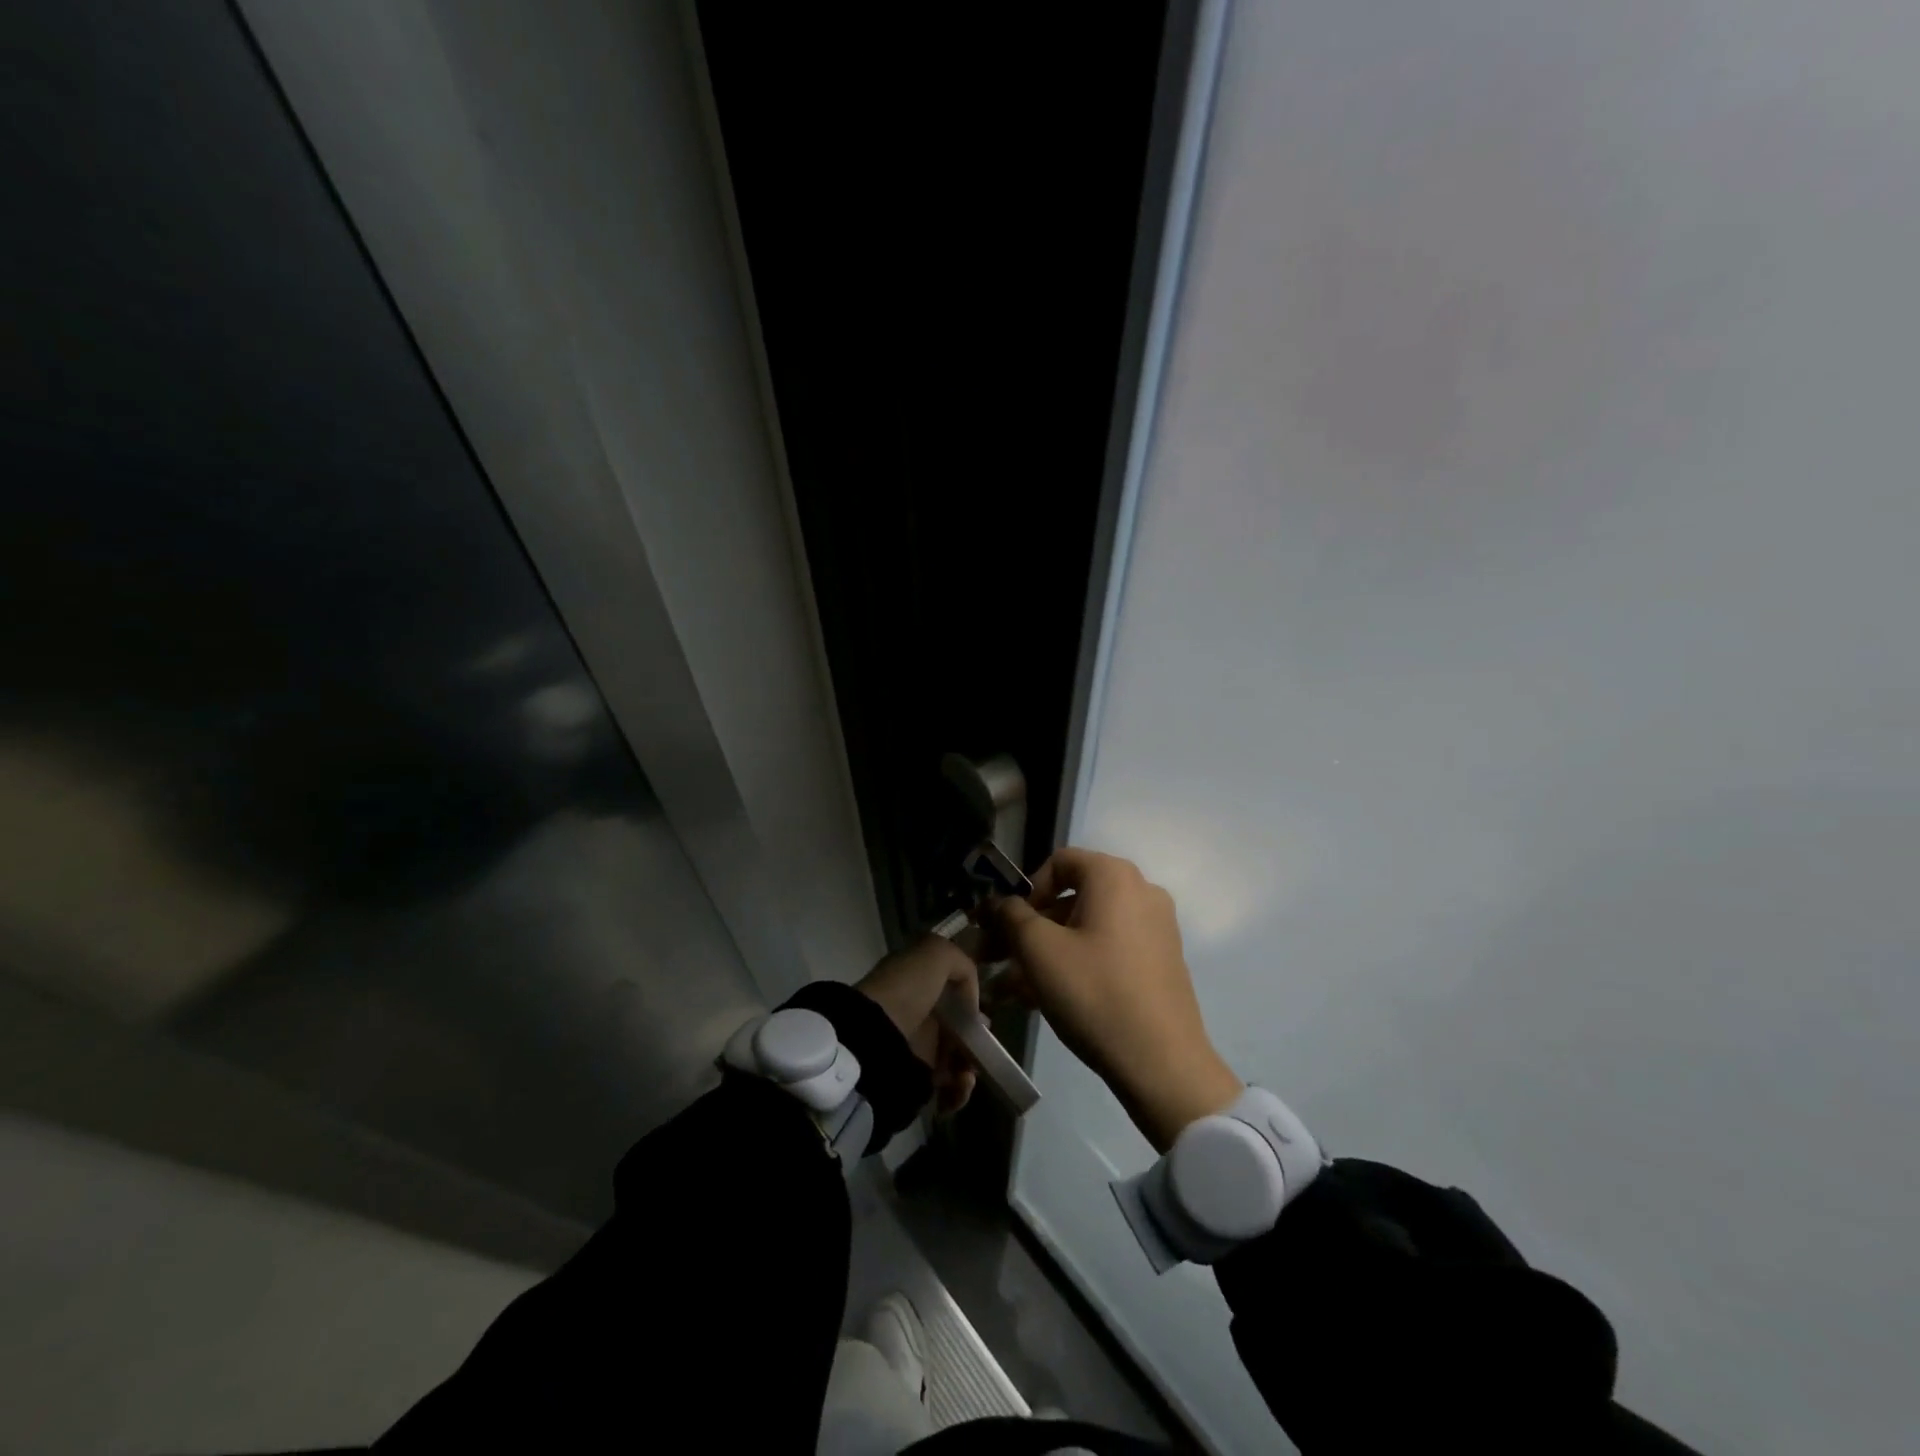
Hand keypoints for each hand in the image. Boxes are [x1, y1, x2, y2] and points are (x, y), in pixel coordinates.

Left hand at [856, 935, 978, 1114]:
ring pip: (956, 1058)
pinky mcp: (915, 1079)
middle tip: (984, 1046)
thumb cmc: (906, 990)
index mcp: (916, 981)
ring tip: (969, 1073)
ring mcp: (916, 1046)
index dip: (970, 998)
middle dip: (976, 1038)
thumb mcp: (936, 954)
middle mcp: (916, 1012)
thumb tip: (972, 998)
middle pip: (958, 1026)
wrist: (874, 1038)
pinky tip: (961, 1084)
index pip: (950, 987)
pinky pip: (947, 1088)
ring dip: (970, 1067)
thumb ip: (962, 963)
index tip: (982, 1010)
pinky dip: (959, 1090)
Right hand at [995, 848, 1240, 1150]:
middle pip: (1071, 898)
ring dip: (1046, 952)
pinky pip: (1107, 949)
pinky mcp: (1160, 961)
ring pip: (1086, 929)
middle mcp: (1141, 891)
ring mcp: (1155, 928)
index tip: (1006, 925)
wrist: (1162, 1063)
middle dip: (1029, 928)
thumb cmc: (1094, 992)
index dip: (1025, 889)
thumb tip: (1000, 903)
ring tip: (1012, 990)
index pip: (1059, 862)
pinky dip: (1076, 964)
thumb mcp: (1039, 951)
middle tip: (998, 959)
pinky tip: (1044, 999)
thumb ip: (1011, 916)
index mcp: (1114, 876)